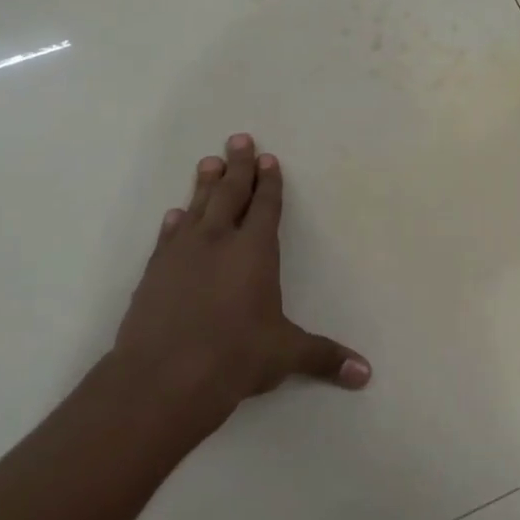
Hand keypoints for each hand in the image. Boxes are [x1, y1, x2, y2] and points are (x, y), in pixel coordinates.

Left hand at [98, 134, 369, 444]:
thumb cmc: (234, 358)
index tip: (268, 158)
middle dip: (237, 167)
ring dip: (204, 185)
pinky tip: (175, 215)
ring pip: (196, 208)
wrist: (162, 379)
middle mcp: (217, 242)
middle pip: (229, 194)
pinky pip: (168, 237)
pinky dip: (175, 222)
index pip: (265, 207)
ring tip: (208, 162)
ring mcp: (181, 255)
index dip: (269, 182)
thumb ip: (325, 357)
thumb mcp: (285, 355)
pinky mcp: (154, 274)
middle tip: (238, 140)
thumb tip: (366, 374)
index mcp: (254, 252)